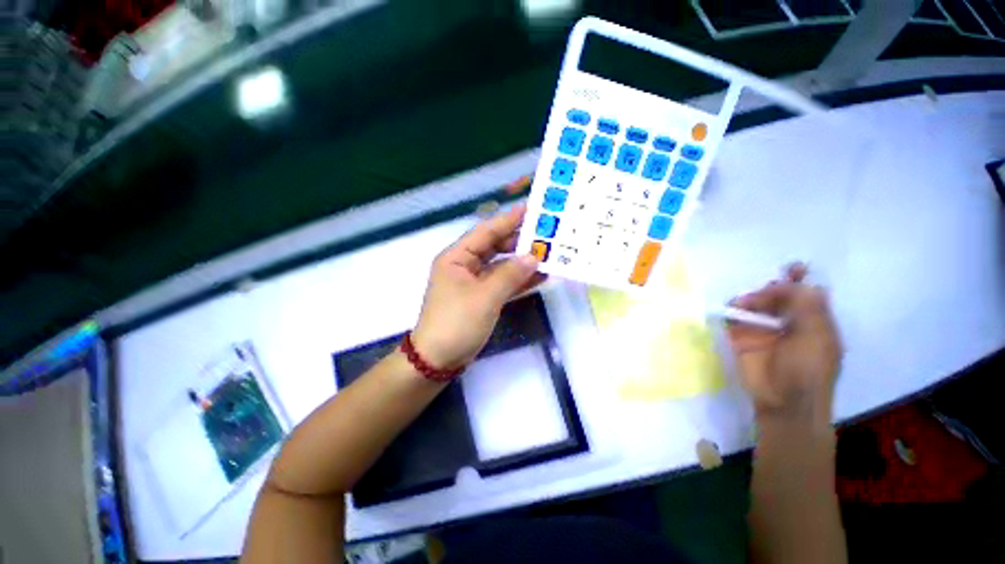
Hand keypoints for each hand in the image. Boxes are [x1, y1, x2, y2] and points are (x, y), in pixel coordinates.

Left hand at [411, 204, 545, 368]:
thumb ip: (510, 274)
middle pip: (495, 247)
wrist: (438, 359)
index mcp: (457, 257)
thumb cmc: (457, 323)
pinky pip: (503, 283)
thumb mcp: (485, 297)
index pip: (486, 232)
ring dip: (522, 262)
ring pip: (501, 265)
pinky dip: (519, 280)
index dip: (509, 220)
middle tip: (546, 235)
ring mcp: (474, 282)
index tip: (532, 210)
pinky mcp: (482, 297)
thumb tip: (534, 256)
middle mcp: (465, 265)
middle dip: (519, 242)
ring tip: (548, 254)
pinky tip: (539, 276)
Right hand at [726, 263, 842, 425]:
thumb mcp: (817, 337)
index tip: (791, 268)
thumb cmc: (808, 371)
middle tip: (764, 293)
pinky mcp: (741, 337)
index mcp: (813, 321)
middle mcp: (788, 322)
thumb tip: (803, 281)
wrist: (781, 401)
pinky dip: (732, 310)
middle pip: (779, 296)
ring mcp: (763, 329)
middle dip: (772, 289)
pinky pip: (734, 317)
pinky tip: (732, 308)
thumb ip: (809, 307)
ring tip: (744, 304)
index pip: (807, 293)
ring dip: (750, 299)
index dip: (800, 280)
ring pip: (755, 304)